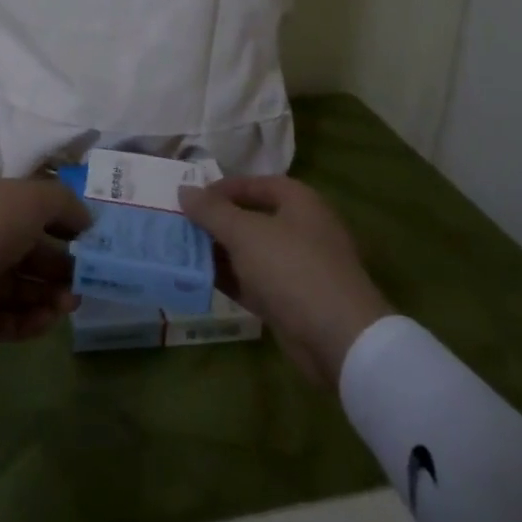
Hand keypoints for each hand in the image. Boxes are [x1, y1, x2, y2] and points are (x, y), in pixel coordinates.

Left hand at [0, 177, 88, 348]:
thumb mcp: (30, 198)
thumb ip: (63, 203)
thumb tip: (86, 219)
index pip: (31, 209)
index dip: (62, 221)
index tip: (90, 239)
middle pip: (31, 252)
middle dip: (62, 265)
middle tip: (86, 279)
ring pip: (23, 287)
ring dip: (51, 295)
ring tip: (70, 303)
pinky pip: (8, 318)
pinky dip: (31, 320)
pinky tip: (50, 319)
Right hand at [179, 176, 390, 387]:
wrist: (338, 338)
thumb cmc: (292, 269)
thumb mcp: (245, 234)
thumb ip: (212, 211)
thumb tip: (184, 190)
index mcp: (300, 202)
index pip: (257, 184)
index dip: (224, 188)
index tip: (192, 199)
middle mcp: (302, 229)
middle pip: (253, 218)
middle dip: (217, 222)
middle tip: (182, 227)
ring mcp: (299, 267)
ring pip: (252, 252)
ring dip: (220, 253)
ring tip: (183, 253)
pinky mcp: (292, 300)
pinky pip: (255, 282)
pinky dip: (231, 279)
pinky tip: (200, 281)